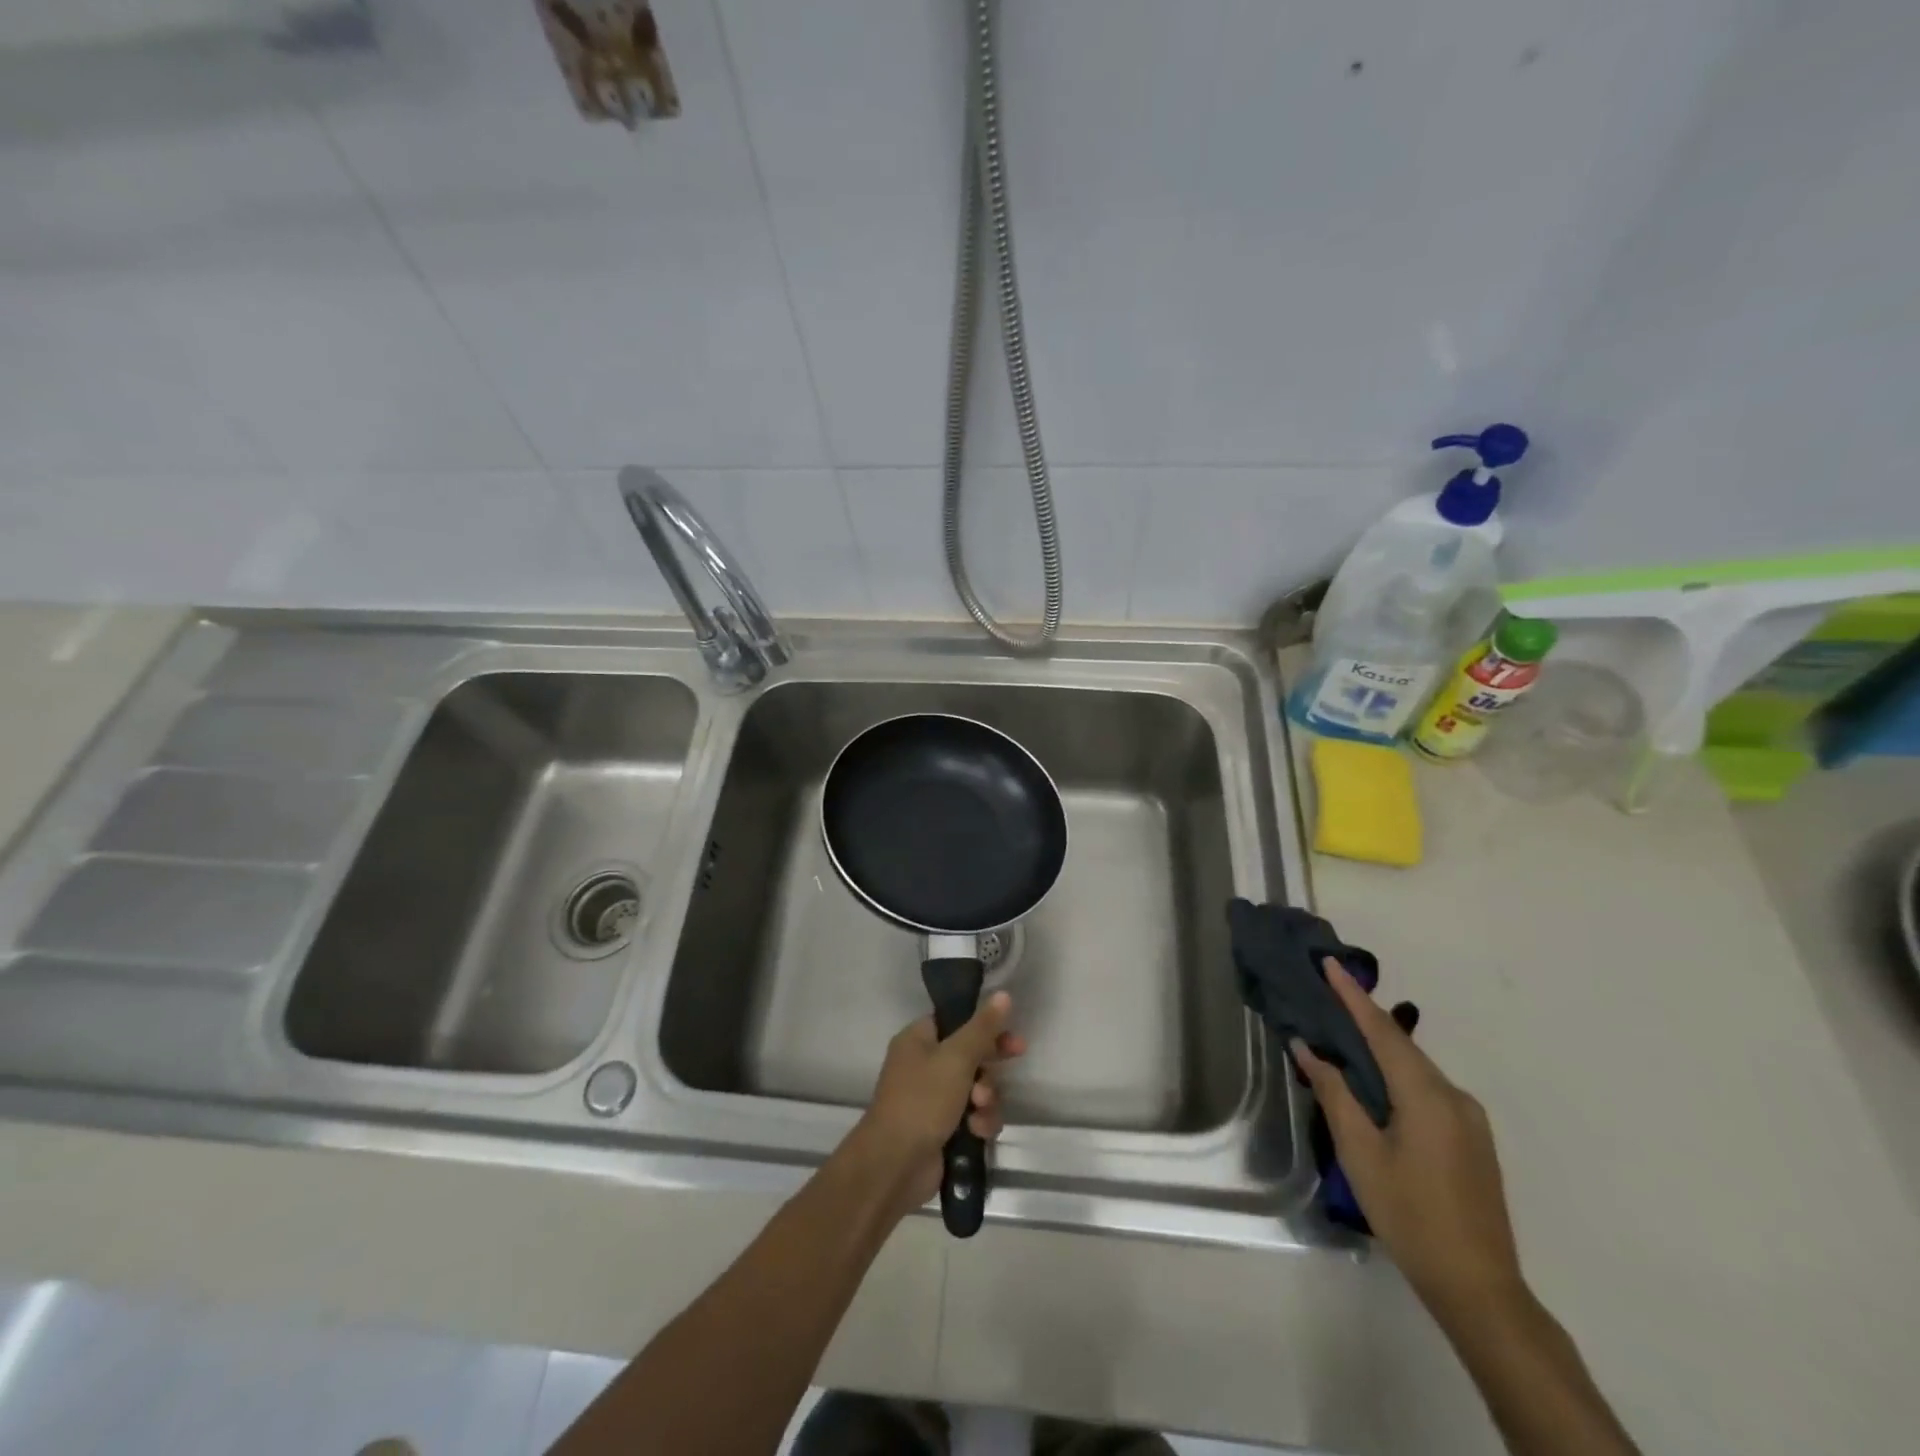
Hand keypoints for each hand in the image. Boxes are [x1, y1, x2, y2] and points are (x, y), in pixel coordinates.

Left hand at [857, 991, 1025, 1210]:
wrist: (895, 1165)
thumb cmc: (922, 1100)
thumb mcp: (956, 1058)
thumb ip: (983, 1028)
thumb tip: (1003, 994)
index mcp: (918, 1040)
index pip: (957, 1021)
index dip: (985, 1027)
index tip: (1010, 1033)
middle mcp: (924, 1065)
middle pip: (970, 1054)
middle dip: (990, 1064)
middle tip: (1014, 1059)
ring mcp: (933, 1099)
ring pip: (976, 1088)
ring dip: (987, 1097)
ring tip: (980, 1109)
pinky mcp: (943, 1129)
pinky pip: (973, 1116)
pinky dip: (979, 1122)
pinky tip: (978, 1131)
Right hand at [1292, 960, 1523, 1316]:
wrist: (1479, 1286)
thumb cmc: (1410, 1215)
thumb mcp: (1360, 1153)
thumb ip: (1334, 1093)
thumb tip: (1308, 1048)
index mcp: (1427, 1095)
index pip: (1382, 1030)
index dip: (1353, 995)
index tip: (1329, 963)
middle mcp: (1454, 1096)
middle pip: (1401, 1045)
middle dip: (1363, 1017)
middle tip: (1326, 995)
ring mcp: (1469, 1119)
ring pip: (1414, 1068)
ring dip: (1378, 1048)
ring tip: (1341, 1035)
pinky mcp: (1472, 1139)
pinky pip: (1427, 1090)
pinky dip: (1396, 1075)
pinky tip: (1374, 1084)